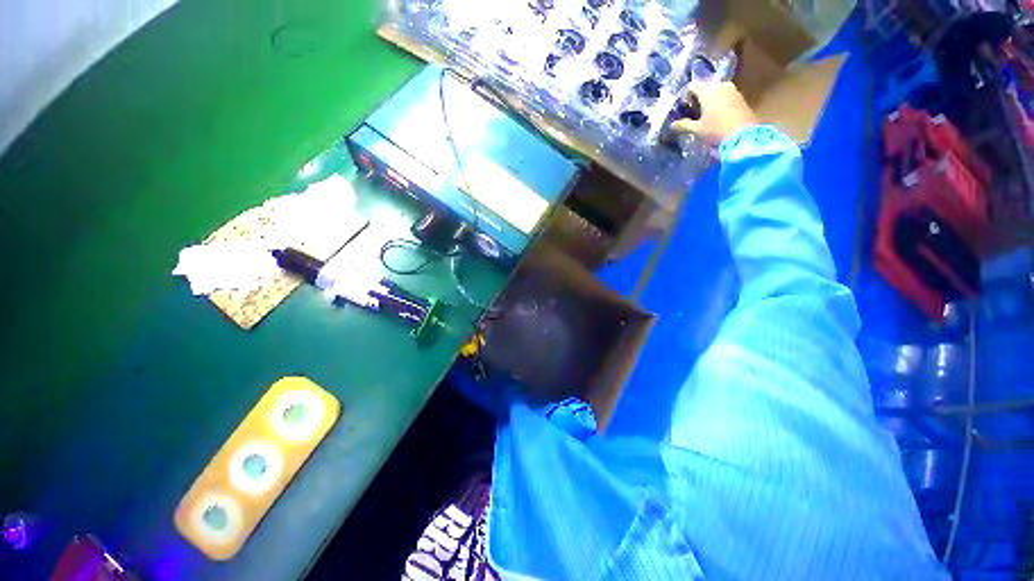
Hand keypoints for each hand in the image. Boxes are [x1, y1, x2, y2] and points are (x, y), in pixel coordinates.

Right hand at [670, 82, 757, 145]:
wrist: (744, 135)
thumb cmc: (717, 130)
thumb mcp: (697, 130)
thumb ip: (683, 125)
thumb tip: (672, 125)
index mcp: (708, 91)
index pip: (692, 86)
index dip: (685, 96)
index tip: (684, 109)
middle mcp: (720, 86)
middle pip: (705, 87)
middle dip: (698, 99)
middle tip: (693, 113)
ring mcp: (733, 90)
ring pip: (716, 91)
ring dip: (709, 101)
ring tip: (705, 116)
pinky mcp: (741, 97)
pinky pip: (725, 96)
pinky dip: (719, 103)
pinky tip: (717, 117)